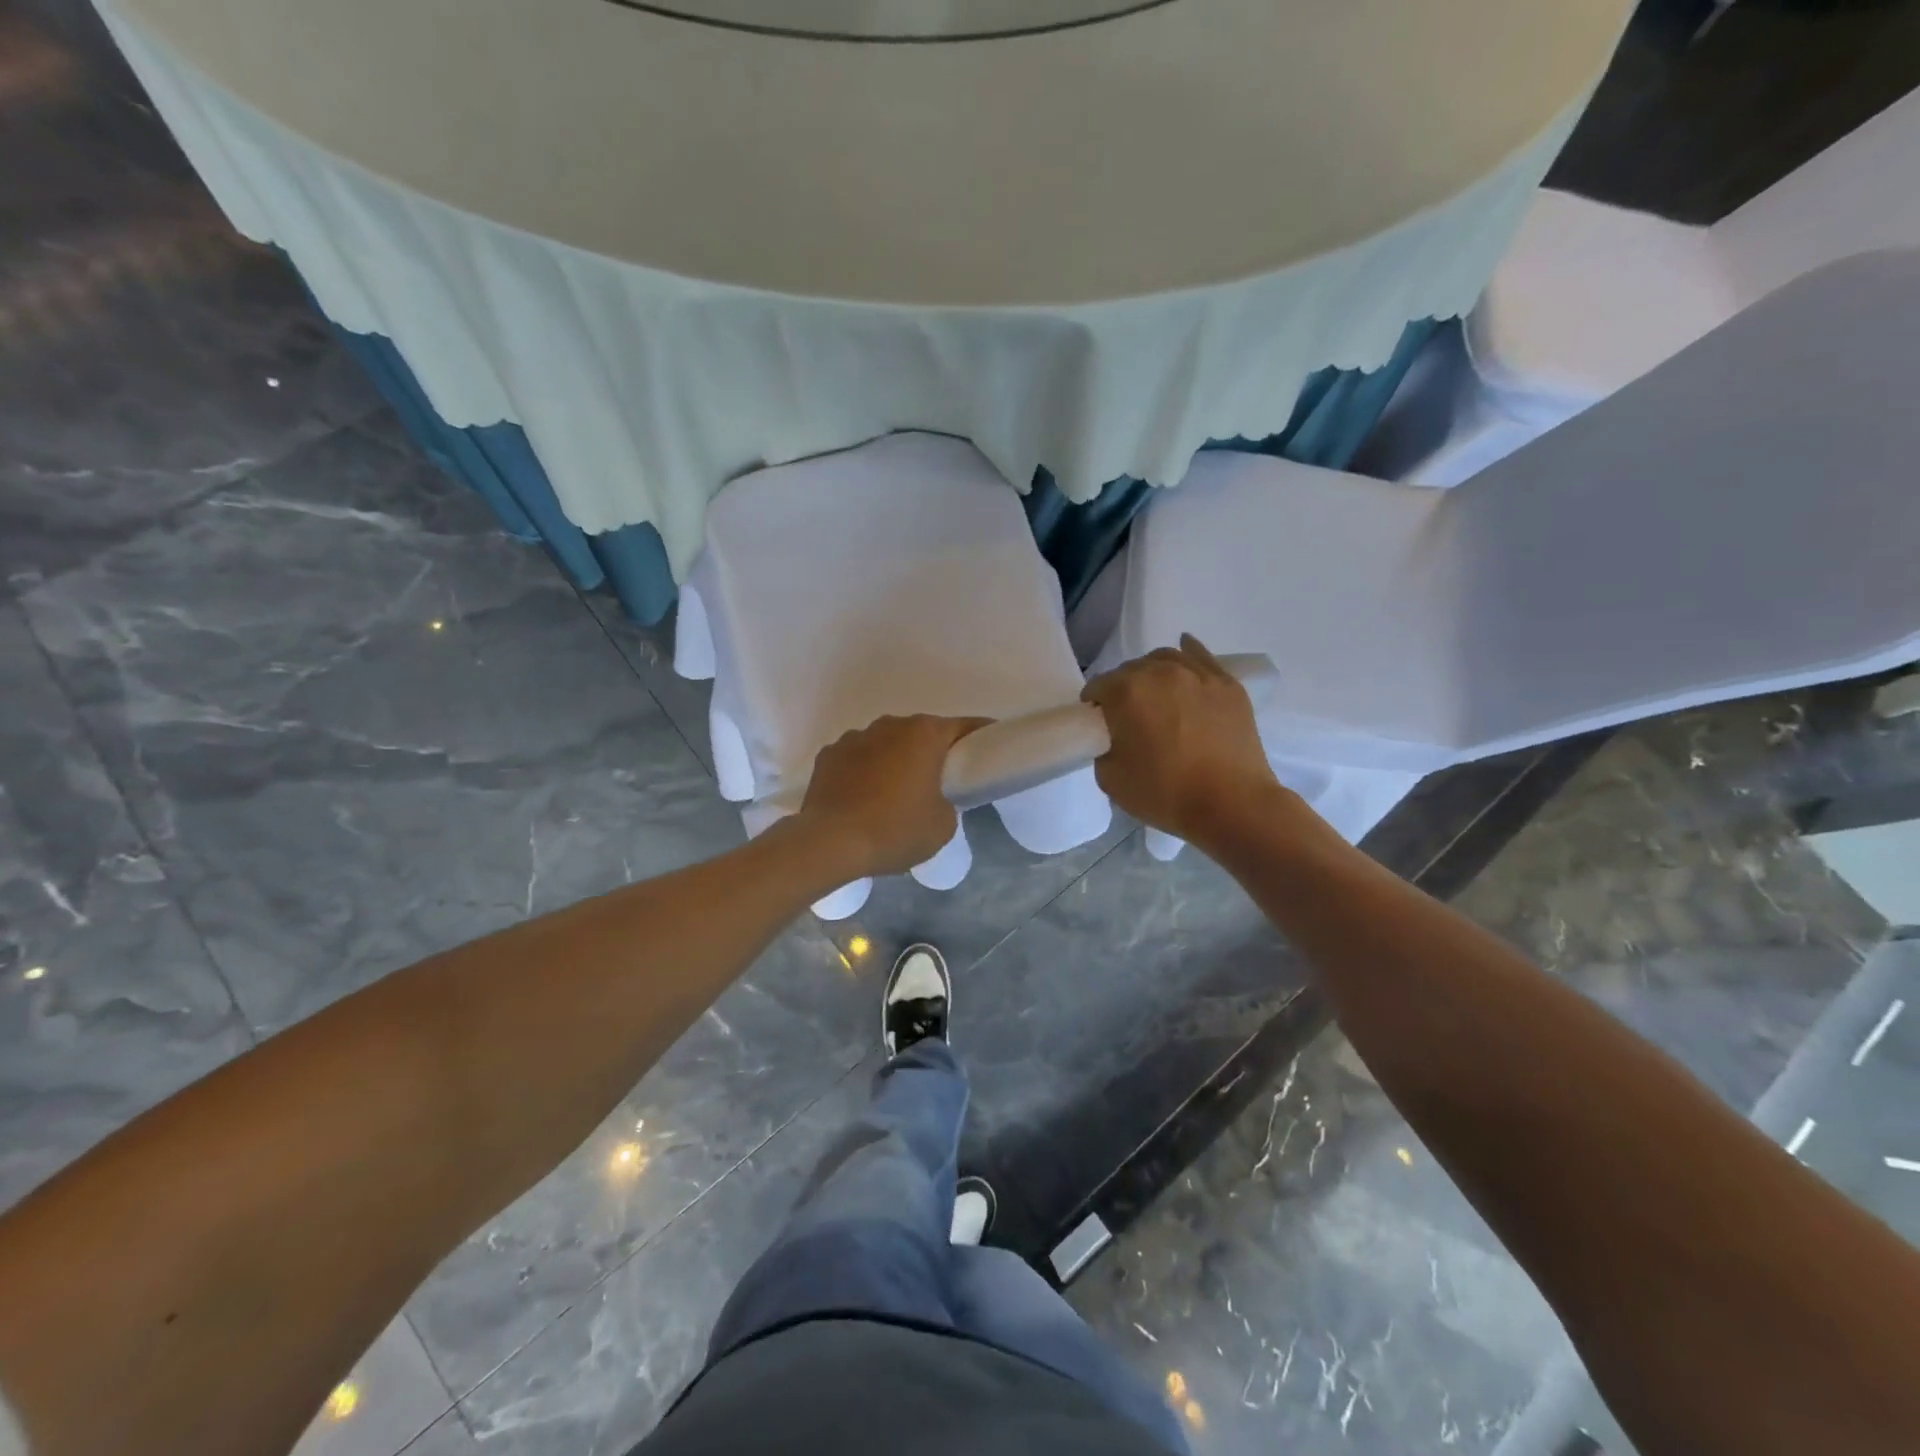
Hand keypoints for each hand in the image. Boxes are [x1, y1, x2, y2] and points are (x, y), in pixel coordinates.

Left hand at [797, 714, 989, 877]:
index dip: (980, 737)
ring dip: (894, 761)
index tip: (989, 749)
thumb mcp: (943, 825)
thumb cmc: (896, 830)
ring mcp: (854, 737)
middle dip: (932, 752)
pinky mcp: (828, 755)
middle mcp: (890, 725)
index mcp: (924, 734)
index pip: (964, 726)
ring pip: (886, 744)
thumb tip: (934, 799)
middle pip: (921, 733)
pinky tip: (862, 799)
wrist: (830, 843)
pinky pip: (857, 759)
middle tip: (940, 782)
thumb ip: (948, 802)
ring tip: (894, 795)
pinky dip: (864, 772)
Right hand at [1082, 635, 1280, 845]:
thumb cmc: (1165, 793)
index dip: (1095, 708)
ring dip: (1153, 674)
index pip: (1098, 688)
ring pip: (1164, 660)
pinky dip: (1188, 652)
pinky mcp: (1227, 684)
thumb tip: (1115, 737)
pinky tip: (1184, 650)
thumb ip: (1103, 747)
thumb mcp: (1110, 778)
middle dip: (1124, 691)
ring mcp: (1198, 674)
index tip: (1101, 727)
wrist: (1231, 804)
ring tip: (1157, 697)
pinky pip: (1201, 656)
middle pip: (1130, 671)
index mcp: (1126, 691)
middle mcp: (1160, 672)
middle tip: (1130, 720)